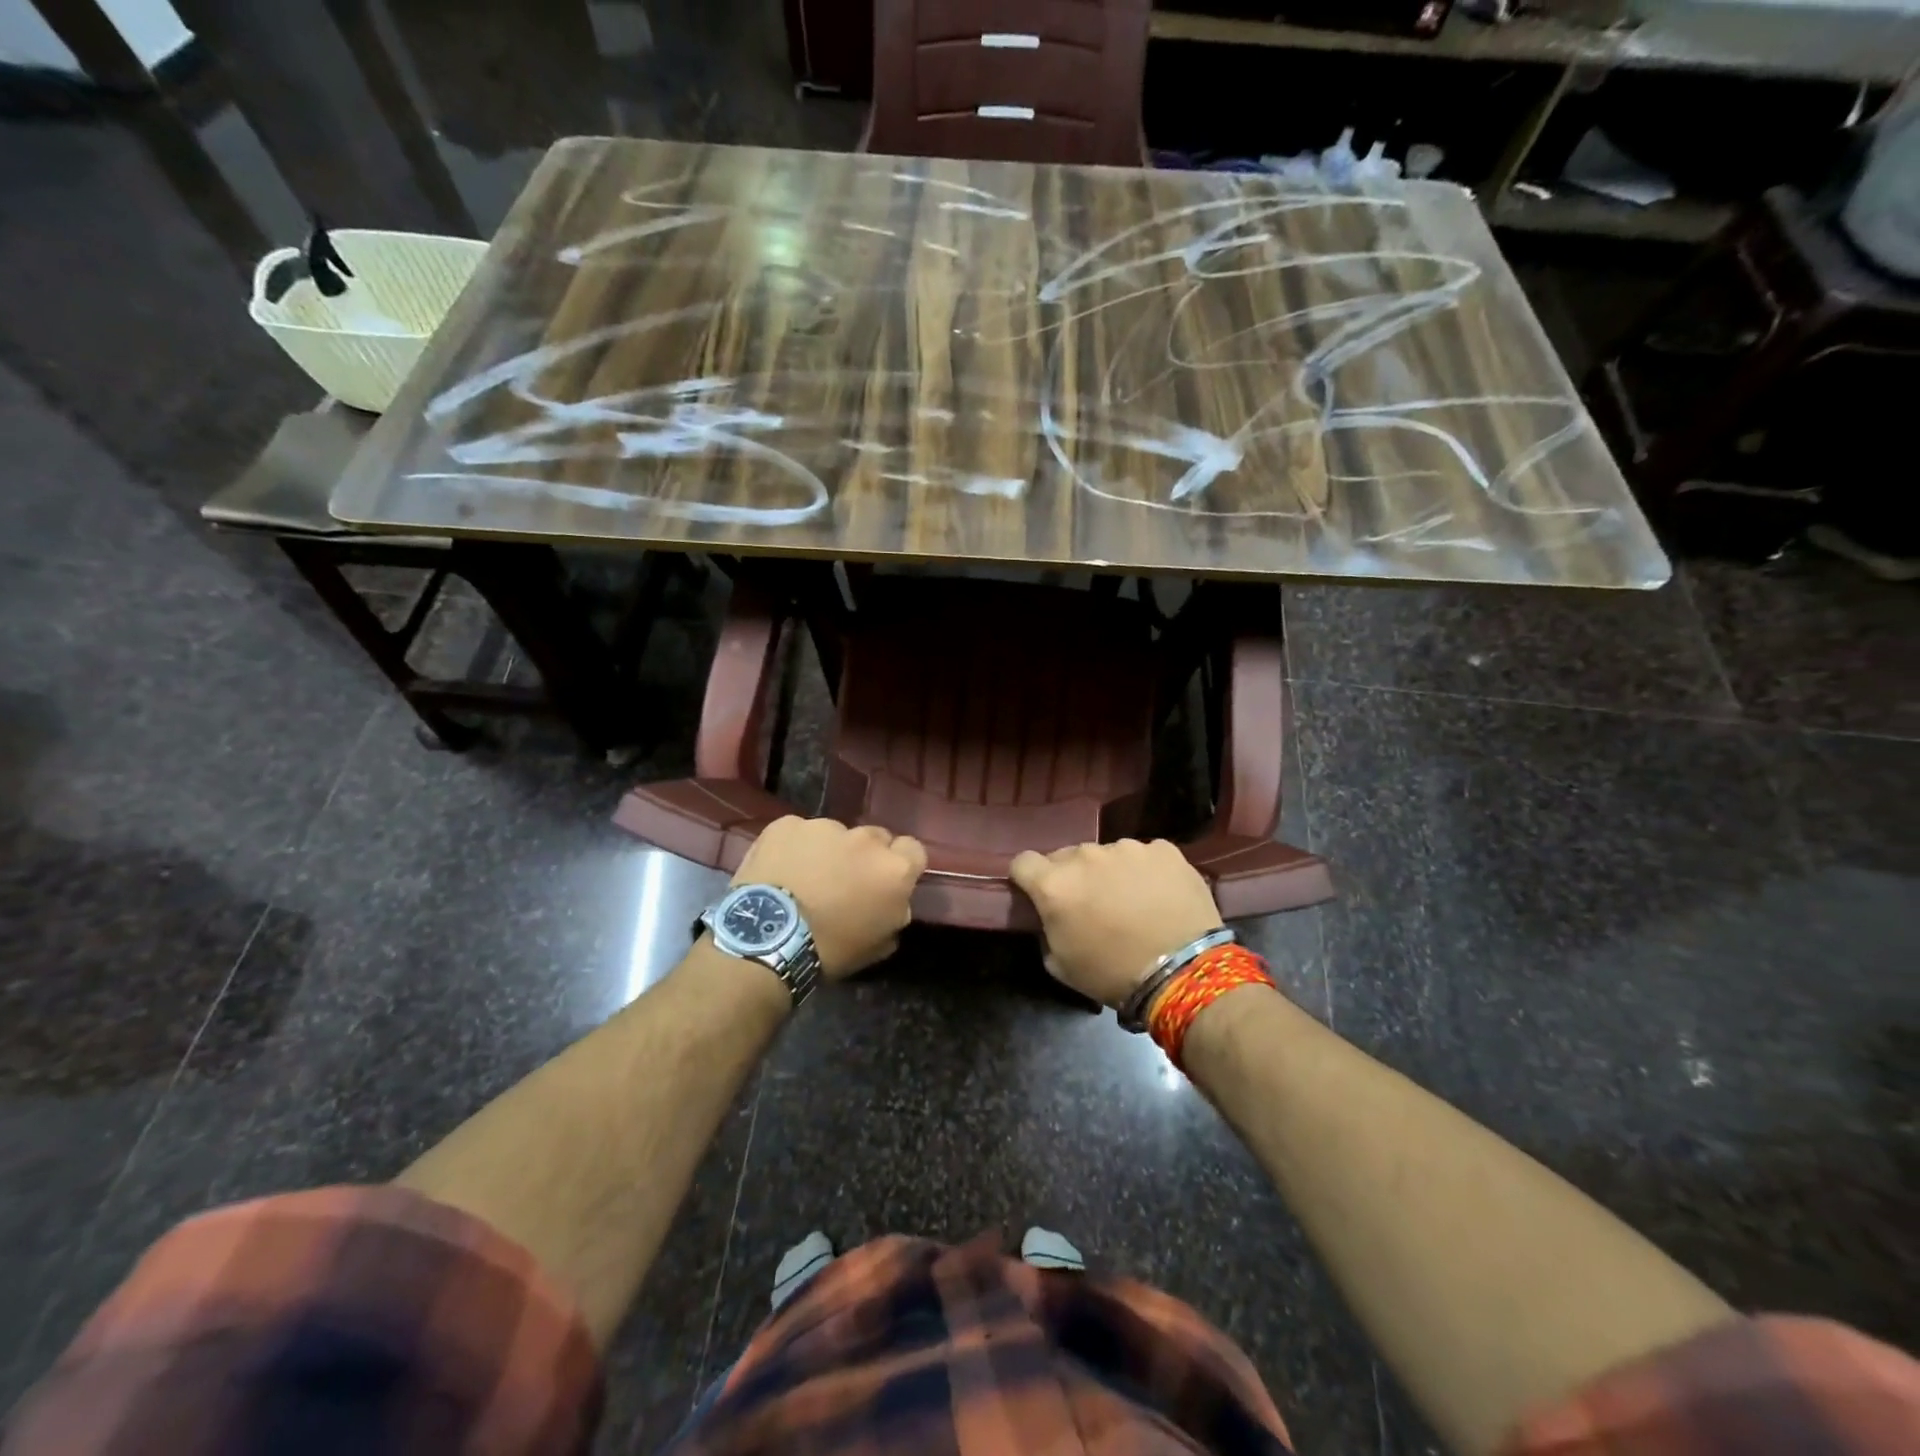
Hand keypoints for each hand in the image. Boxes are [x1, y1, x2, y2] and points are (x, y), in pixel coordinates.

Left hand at [732, 817, 926, 977]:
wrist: (766, 939)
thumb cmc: (829, 950)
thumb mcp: (877, 945)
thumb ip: (895, 914)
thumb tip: (894, 902)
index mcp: (894, 869)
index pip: (913, 850)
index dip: (901, 864)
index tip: (885, 882)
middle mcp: (865, 839)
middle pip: (874, 838)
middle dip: (864, 856)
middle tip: (843, 882)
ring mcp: (825, 827)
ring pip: (834, 834)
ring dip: (828, 851)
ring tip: (804, 878)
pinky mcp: (787, 824)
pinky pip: (798, 833)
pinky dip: (794, 848)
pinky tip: (779, 870)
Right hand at [1010, 839, 1224, 1006]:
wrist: (1183, 972)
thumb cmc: (1113, 973)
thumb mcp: (1060, 964)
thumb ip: (1046, 929)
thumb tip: (1052, 915)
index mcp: (1055, 884)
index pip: (1023, 862)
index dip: (1027, 878)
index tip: (1037, 893)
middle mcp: (1086, 855)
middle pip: (1067, 856)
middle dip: (1073, 876)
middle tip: (1091, 904)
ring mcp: (1127, 848)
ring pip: (1108, 854)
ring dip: (1110, 872)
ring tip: (1131, 901)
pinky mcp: (1163, 849)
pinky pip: (1145, 855)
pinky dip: (1146, 871)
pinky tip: (1159, 896)